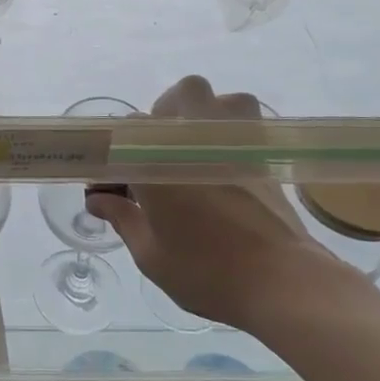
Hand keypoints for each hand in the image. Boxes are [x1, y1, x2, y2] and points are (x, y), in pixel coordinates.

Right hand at [82, 76, 345, 329]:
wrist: (282, 283)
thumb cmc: (207, 272)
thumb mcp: (151, 255)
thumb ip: (123, 219)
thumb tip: (97, 199)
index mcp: (156, 162)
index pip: (125, 134)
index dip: (116, 156)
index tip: (114, 184)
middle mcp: (193, 140)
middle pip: (177, 98)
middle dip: (163, 118)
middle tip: (159, 156)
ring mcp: (233, 141)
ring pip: (217, 99)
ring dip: (203, 113)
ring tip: (196, 147)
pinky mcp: (263, 154)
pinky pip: (245, 121)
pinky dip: (231, 130)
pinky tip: (225, 162)